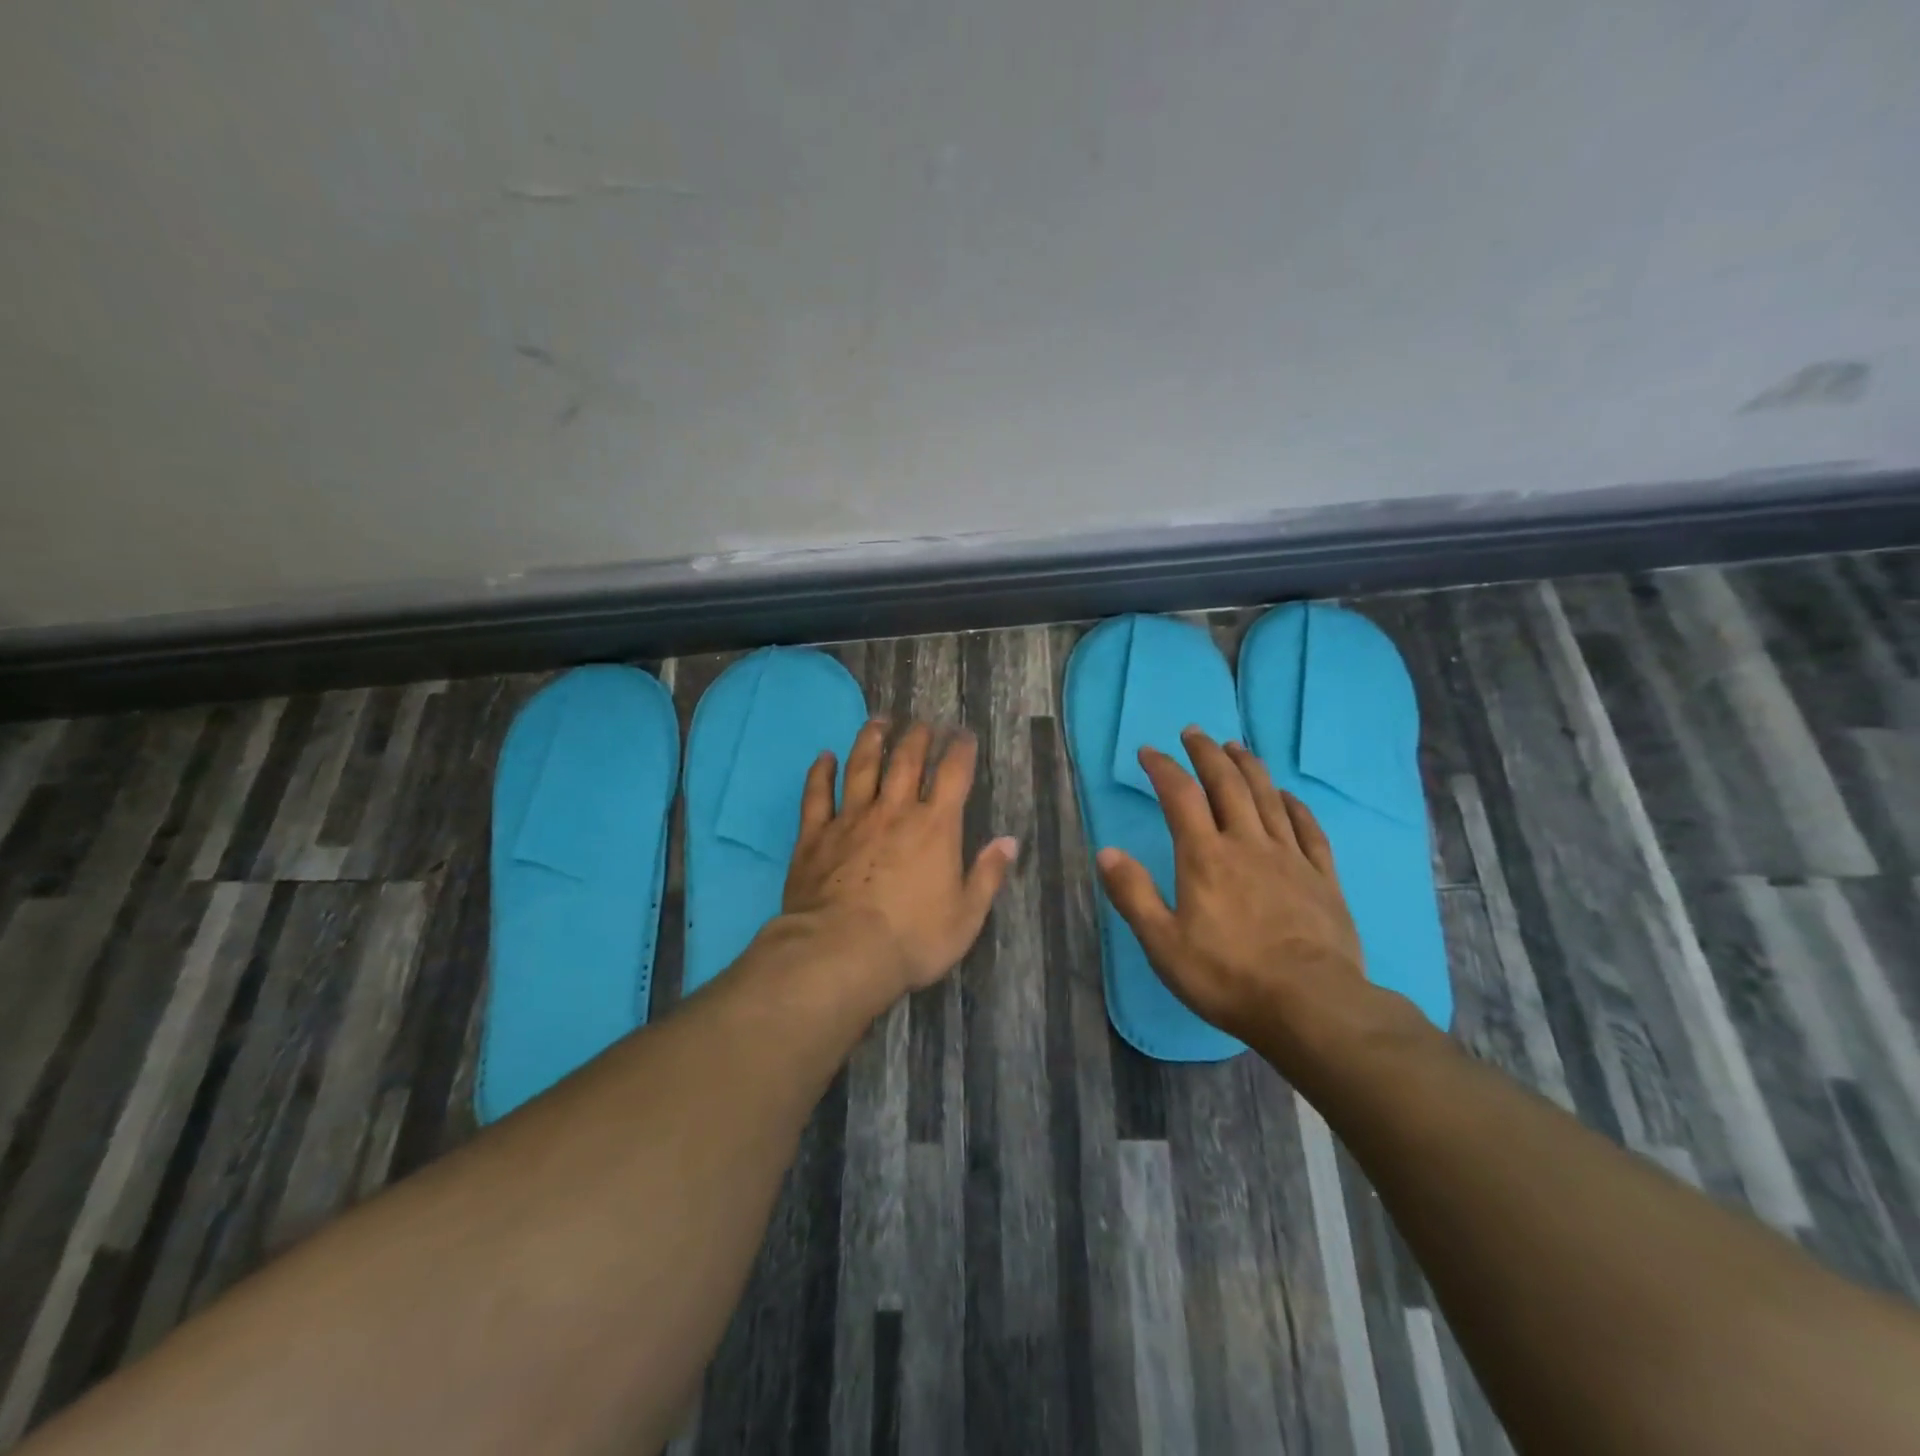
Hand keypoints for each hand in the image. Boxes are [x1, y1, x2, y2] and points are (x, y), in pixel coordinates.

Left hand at [782, 719, 1018, 995]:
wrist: (842, 952)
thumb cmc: (912, 939)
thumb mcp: (965, 917)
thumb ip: (987, 876)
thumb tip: (1009, 842)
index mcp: (935, 827)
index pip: (952, 774)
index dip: (960, 749)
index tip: (963, 734)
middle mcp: (894, 811)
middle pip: (906, 761)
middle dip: (917, 736)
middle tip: (922, 723)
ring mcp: (851, 819)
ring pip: (862, 767)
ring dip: (871, 740)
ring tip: (879, 721)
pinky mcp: (815, 835)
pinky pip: (817, 795)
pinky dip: (820, 773)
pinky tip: (824, 757)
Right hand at [1096, 727, 1391, 1052]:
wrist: (1312, 1006)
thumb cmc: (1228, 977)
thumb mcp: (1164, 944)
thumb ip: (1134, 895)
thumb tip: (1106, 852)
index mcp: (1205, 857)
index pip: (1181, 797)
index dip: (1163, 768)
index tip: (1149, 751)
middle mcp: (1247, 844)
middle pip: (1228, 784)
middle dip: (1207, 753)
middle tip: (1194, 733)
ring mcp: (1290, 857)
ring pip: (1268, 797)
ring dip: (1249, 767)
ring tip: (1236, 746)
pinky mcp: (1322, 877)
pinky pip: (1308, 828)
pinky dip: (1295, 804)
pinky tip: (1288, 795)